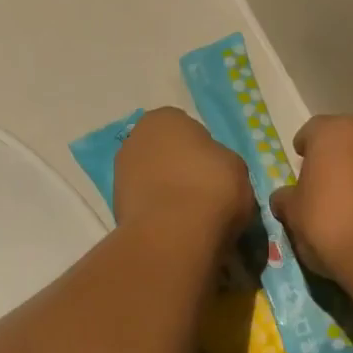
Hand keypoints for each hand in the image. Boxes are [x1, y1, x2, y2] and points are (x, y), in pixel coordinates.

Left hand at [114, 107, 253, 242]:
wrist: (174, 234)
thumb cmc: (211, 187)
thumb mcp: (237, 168)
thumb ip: (221, 162)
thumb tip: (212, 172)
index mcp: (165, 118)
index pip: (187, 129)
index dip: (203, 151)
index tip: (215, 173)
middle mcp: (136, 138)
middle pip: (164, 153)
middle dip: (179, 170)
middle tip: (202, 193)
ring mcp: (120, 173)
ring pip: (152, 180)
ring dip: (166, 192)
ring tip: (189, 216)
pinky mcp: (115, 206)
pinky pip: (145, 205)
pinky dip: (157, 214)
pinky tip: (174, 228)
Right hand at [269, 116, 352, 283]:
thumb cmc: (328, 223)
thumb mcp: (293, 214)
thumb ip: (285, 199)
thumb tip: (284, 197)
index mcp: (332, 132)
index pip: (312, 130)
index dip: (304, 148)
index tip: (300, 164)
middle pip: (345, 139)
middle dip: (333, 156)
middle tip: (323, 182)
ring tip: (348, 199)